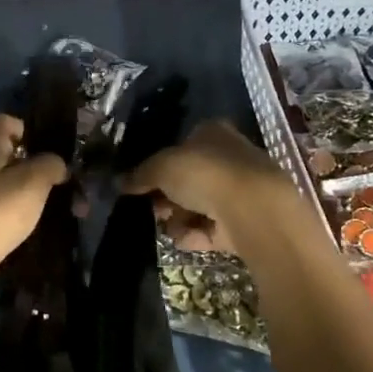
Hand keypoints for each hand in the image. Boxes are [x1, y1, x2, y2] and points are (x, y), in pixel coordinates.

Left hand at [0, 115, 69, 270]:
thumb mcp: (33, 183)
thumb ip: (50, 165)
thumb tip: (56, 163)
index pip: (5, 121)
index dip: (28, 131)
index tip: (48, 152)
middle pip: (2, 152)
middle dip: (29, 166)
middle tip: (52, 183)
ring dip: (19, 190)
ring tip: (42, 208)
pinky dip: (6, 210)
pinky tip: (19, 225)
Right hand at [120, 120, 296, 253]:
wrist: (253, 210)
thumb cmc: (205, 173)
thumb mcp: (162, 167)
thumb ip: (140, 174)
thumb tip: (119, 182)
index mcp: (212, 133)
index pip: (182, 144)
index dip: (160, 164)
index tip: (142, 182)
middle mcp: (229, 157)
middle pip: (189, 178)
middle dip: (168, 195)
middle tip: (153, 207)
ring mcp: (239, 191)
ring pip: (199, 205)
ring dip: (179, 217)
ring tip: (167, 226)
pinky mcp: (245, 221)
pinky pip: (212, 228)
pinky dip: (196, 234)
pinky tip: (184, 238)